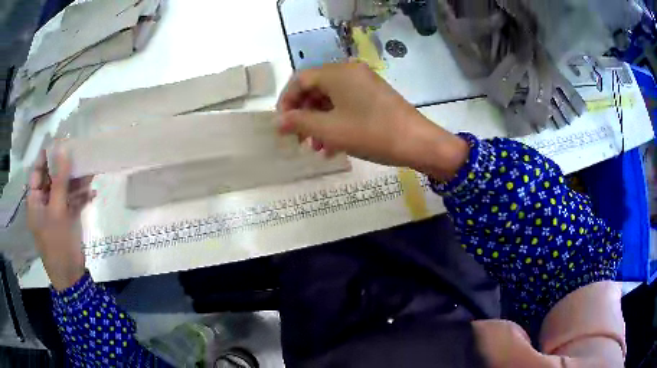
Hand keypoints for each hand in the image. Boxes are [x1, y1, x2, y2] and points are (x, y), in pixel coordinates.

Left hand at [27, 149, 95, 290]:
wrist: (71, 277)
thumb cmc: (57, 244)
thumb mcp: (57, 211)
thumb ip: (59, 180)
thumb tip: (63, 149)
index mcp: (35, 200)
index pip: (37, 171)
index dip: (47, 155)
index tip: (60, 140)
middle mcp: (44, 202)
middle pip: (52, 177)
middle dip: (65, 166)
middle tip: (79, 152)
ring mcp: (56, 211)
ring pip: (65, 188)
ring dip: (77, 181)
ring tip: (91, 170)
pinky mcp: (67, 219)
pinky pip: (74, 202)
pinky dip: (83, 197)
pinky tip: (93, 193)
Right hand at [277, 62, 468, 179]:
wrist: (418, 143)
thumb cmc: (371, 133)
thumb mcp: (330, 130)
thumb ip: (300, 122)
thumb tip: (278, 121)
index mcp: (337, 73)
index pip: (300, 79)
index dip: (286, 101)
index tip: (282, 125)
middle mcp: (350, 72)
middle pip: (315, 88)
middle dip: (303, 114)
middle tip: (298, 138)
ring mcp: (364, 84)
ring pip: (330, 100)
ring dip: (318, 122)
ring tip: (314, 148)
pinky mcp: (374, 97)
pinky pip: (346, 105)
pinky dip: (335, 122)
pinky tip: (332, 147)